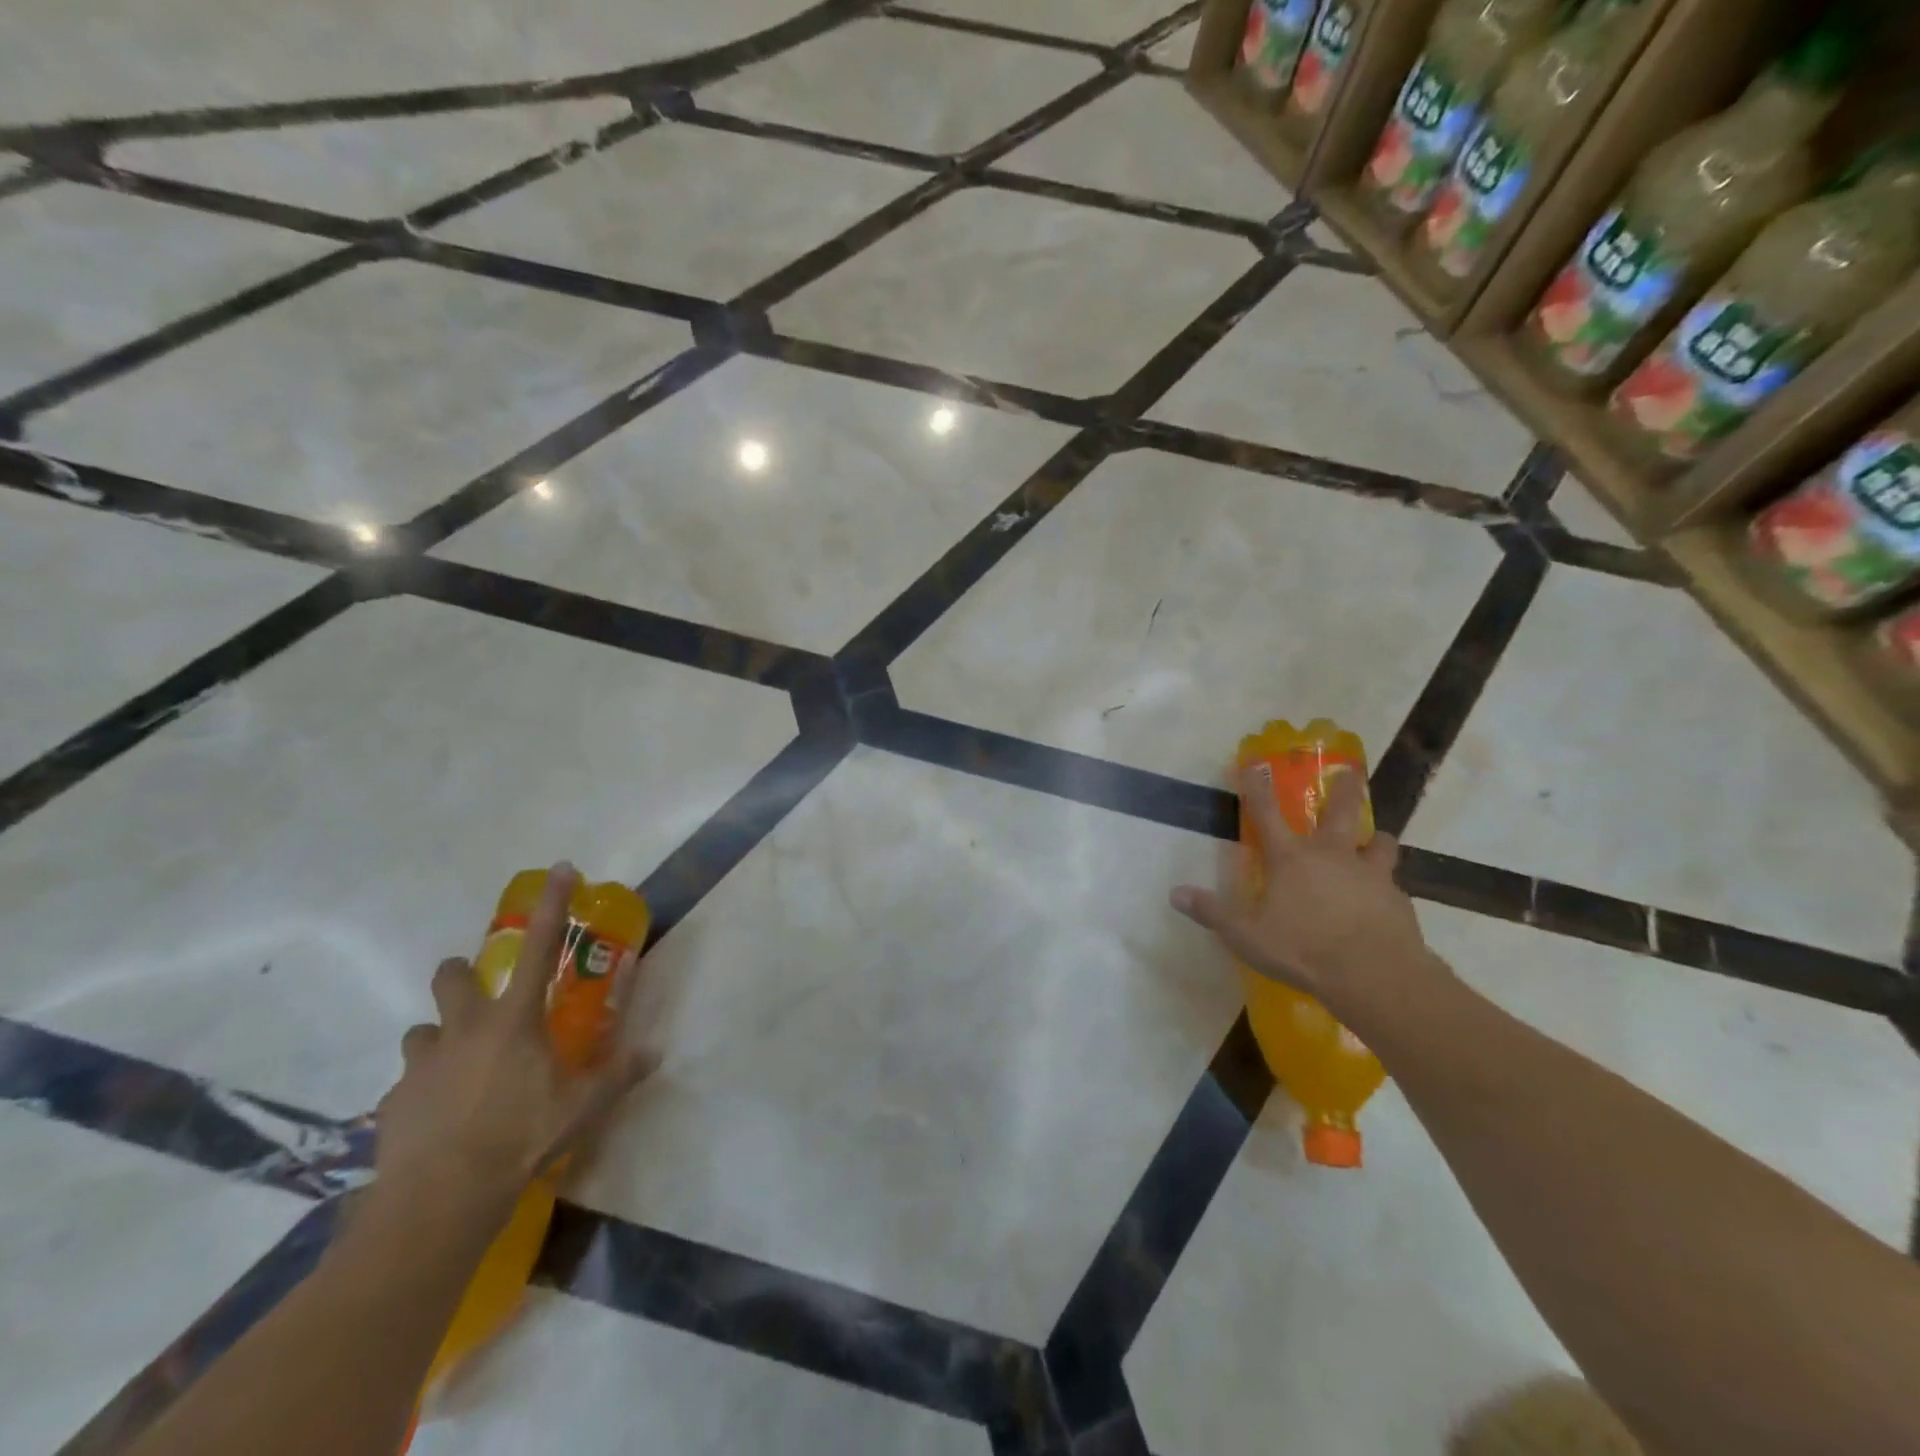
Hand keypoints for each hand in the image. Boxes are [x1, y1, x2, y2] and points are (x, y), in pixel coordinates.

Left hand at [374, 863, 657, 1214]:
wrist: (441, 1197)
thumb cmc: (521, 1137)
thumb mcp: (583, 1106)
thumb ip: (619, 1074)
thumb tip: (656, 1052)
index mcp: (514, 1020)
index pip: (542, 947)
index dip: (553, 904)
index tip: (560, 869)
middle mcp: (464, 1029)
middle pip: (452, 977)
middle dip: (461, 974)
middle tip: (476, 995)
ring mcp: (422, 1064)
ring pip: (421, 1031)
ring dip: (438, 1039)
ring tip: (456, 1066)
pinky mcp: (391, 1101)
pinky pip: (406, 1085)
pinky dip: (421, 1091)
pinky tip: (436, 1117)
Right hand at [1170, 766, 1444, 1018]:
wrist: (1375, 974)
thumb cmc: (1303, 949)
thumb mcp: (1246, 936)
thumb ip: (1212, 912)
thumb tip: (1175, 893)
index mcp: (1291, 859)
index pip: (1266, 813)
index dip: (1256, 788)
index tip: (1254, 764)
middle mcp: (1332, 855)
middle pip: (1341, 811)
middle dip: (1345, 789)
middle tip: (1352, 773)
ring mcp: (1370, 874)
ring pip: (1380, 843)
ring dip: (1376, 839)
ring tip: (1377, 840)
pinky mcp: (1398, 899)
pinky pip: (1393, 883)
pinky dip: (1387, 885)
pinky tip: (1384, 899)